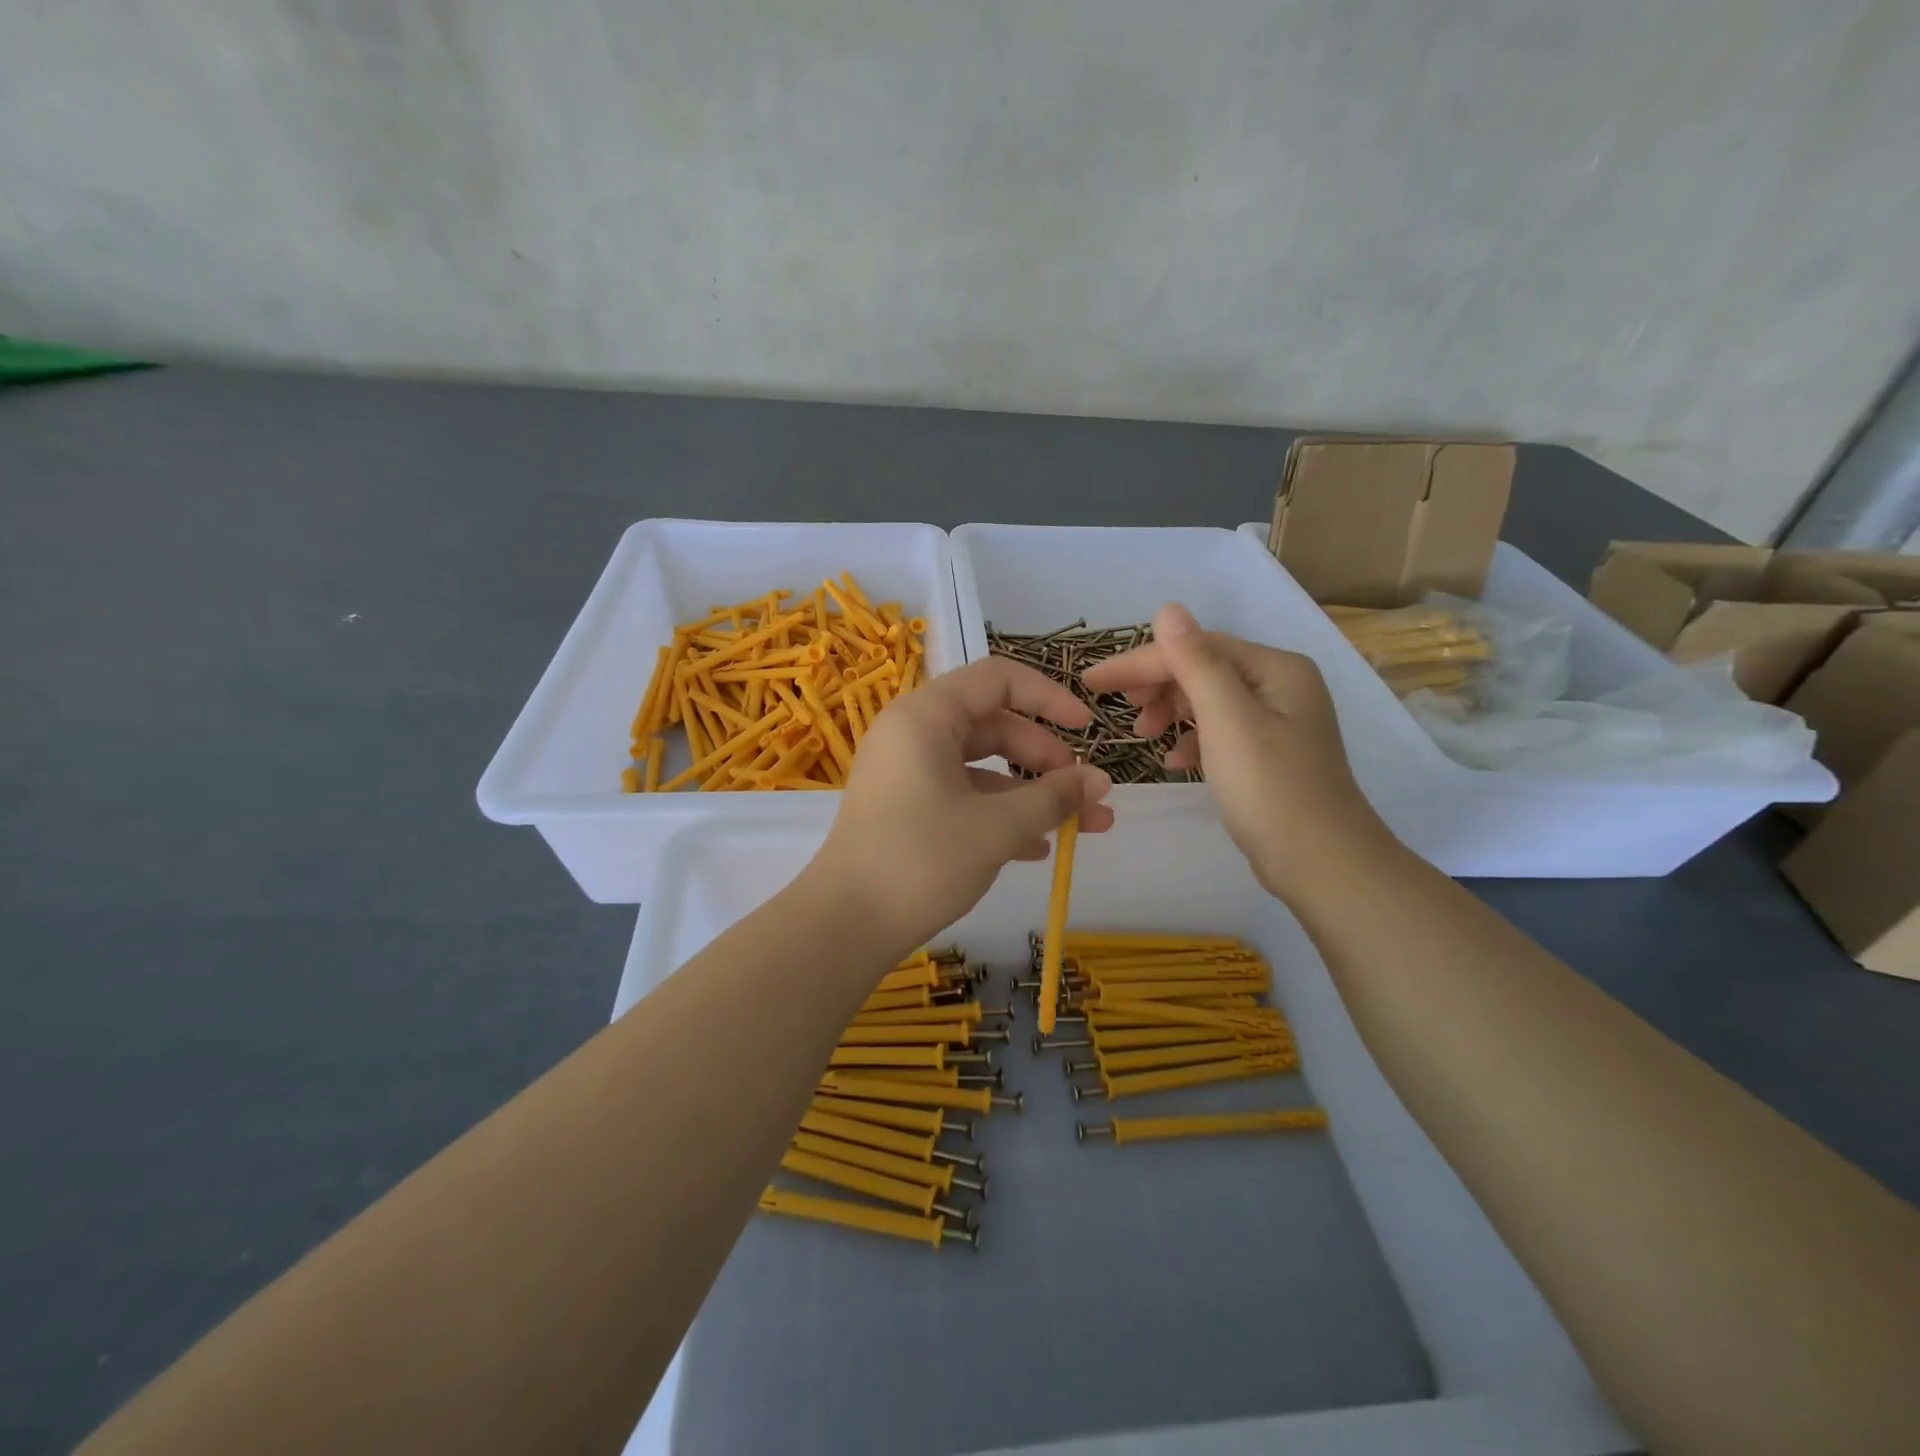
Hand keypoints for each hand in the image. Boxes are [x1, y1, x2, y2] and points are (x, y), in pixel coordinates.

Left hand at [808, 656, 1113, 956]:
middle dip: (1046, 759)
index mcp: (926, 716)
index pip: (997, 679)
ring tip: (1082, 826)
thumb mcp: (996, 827)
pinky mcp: (906, 808)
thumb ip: (1053, 798)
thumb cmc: (921, 860)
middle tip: (1086, 793)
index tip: (1088, 728)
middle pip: (994, 725)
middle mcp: (913, 734)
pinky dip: (1000, 815)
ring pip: (982, 767)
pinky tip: (1037, 849)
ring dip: (1031, 794)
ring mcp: (907, 772)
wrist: (845, 925)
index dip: (1049, 697)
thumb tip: (1100, 780)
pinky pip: (963, 796)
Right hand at [1081, 603, 1391, 900]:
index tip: (1094, 682)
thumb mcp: (1227, 721)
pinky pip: (1220, 731)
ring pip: (1209, 700)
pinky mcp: (1271, 754)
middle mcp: (1281, 685)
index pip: (1196, 648)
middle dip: (1157, 685)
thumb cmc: (1270, 789)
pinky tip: (1175, 761)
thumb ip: (1195, 663)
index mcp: (1275, 668)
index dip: (1141, 662)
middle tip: (1119, 710)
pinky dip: (1192, 740)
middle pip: (1203, 669)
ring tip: (1143, 737)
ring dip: (1171, 712)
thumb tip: (1167, 609)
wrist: (1323, 865)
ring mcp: (1279, 720)